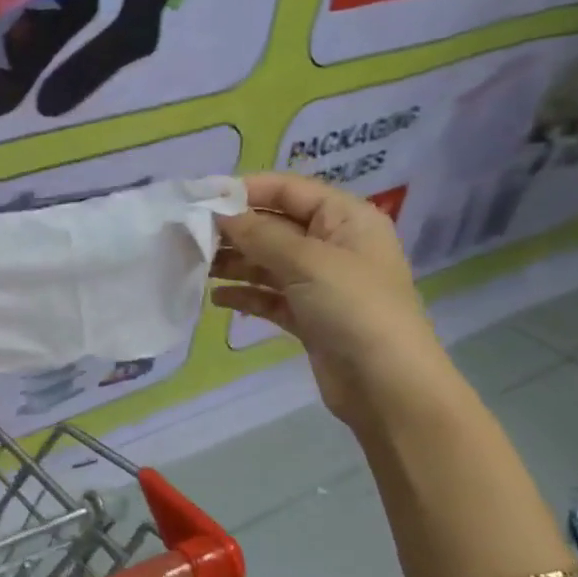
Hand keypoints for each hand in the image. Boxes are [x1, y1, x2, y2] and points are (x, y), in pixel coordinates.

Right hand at [212, 173, 456, 431]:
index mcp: (346, 218)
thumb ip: (260, 235)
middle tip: (189, 237)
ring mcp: (322, 283)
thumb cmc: (354, 309)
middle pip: (275, 226)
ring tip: (196, 266)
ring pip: (268, 262)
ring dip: (235, 263)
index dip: (245, 190)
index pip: (288, 190)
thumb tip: (220, 215)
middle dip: (234, 230)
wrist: (388, 387)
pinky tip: (217, 299)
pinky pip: (270, 296)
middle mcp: (334, 245)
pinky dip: (245, 295)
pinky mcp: (310, 317)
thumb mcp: (307, 262)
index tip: (200, 199)